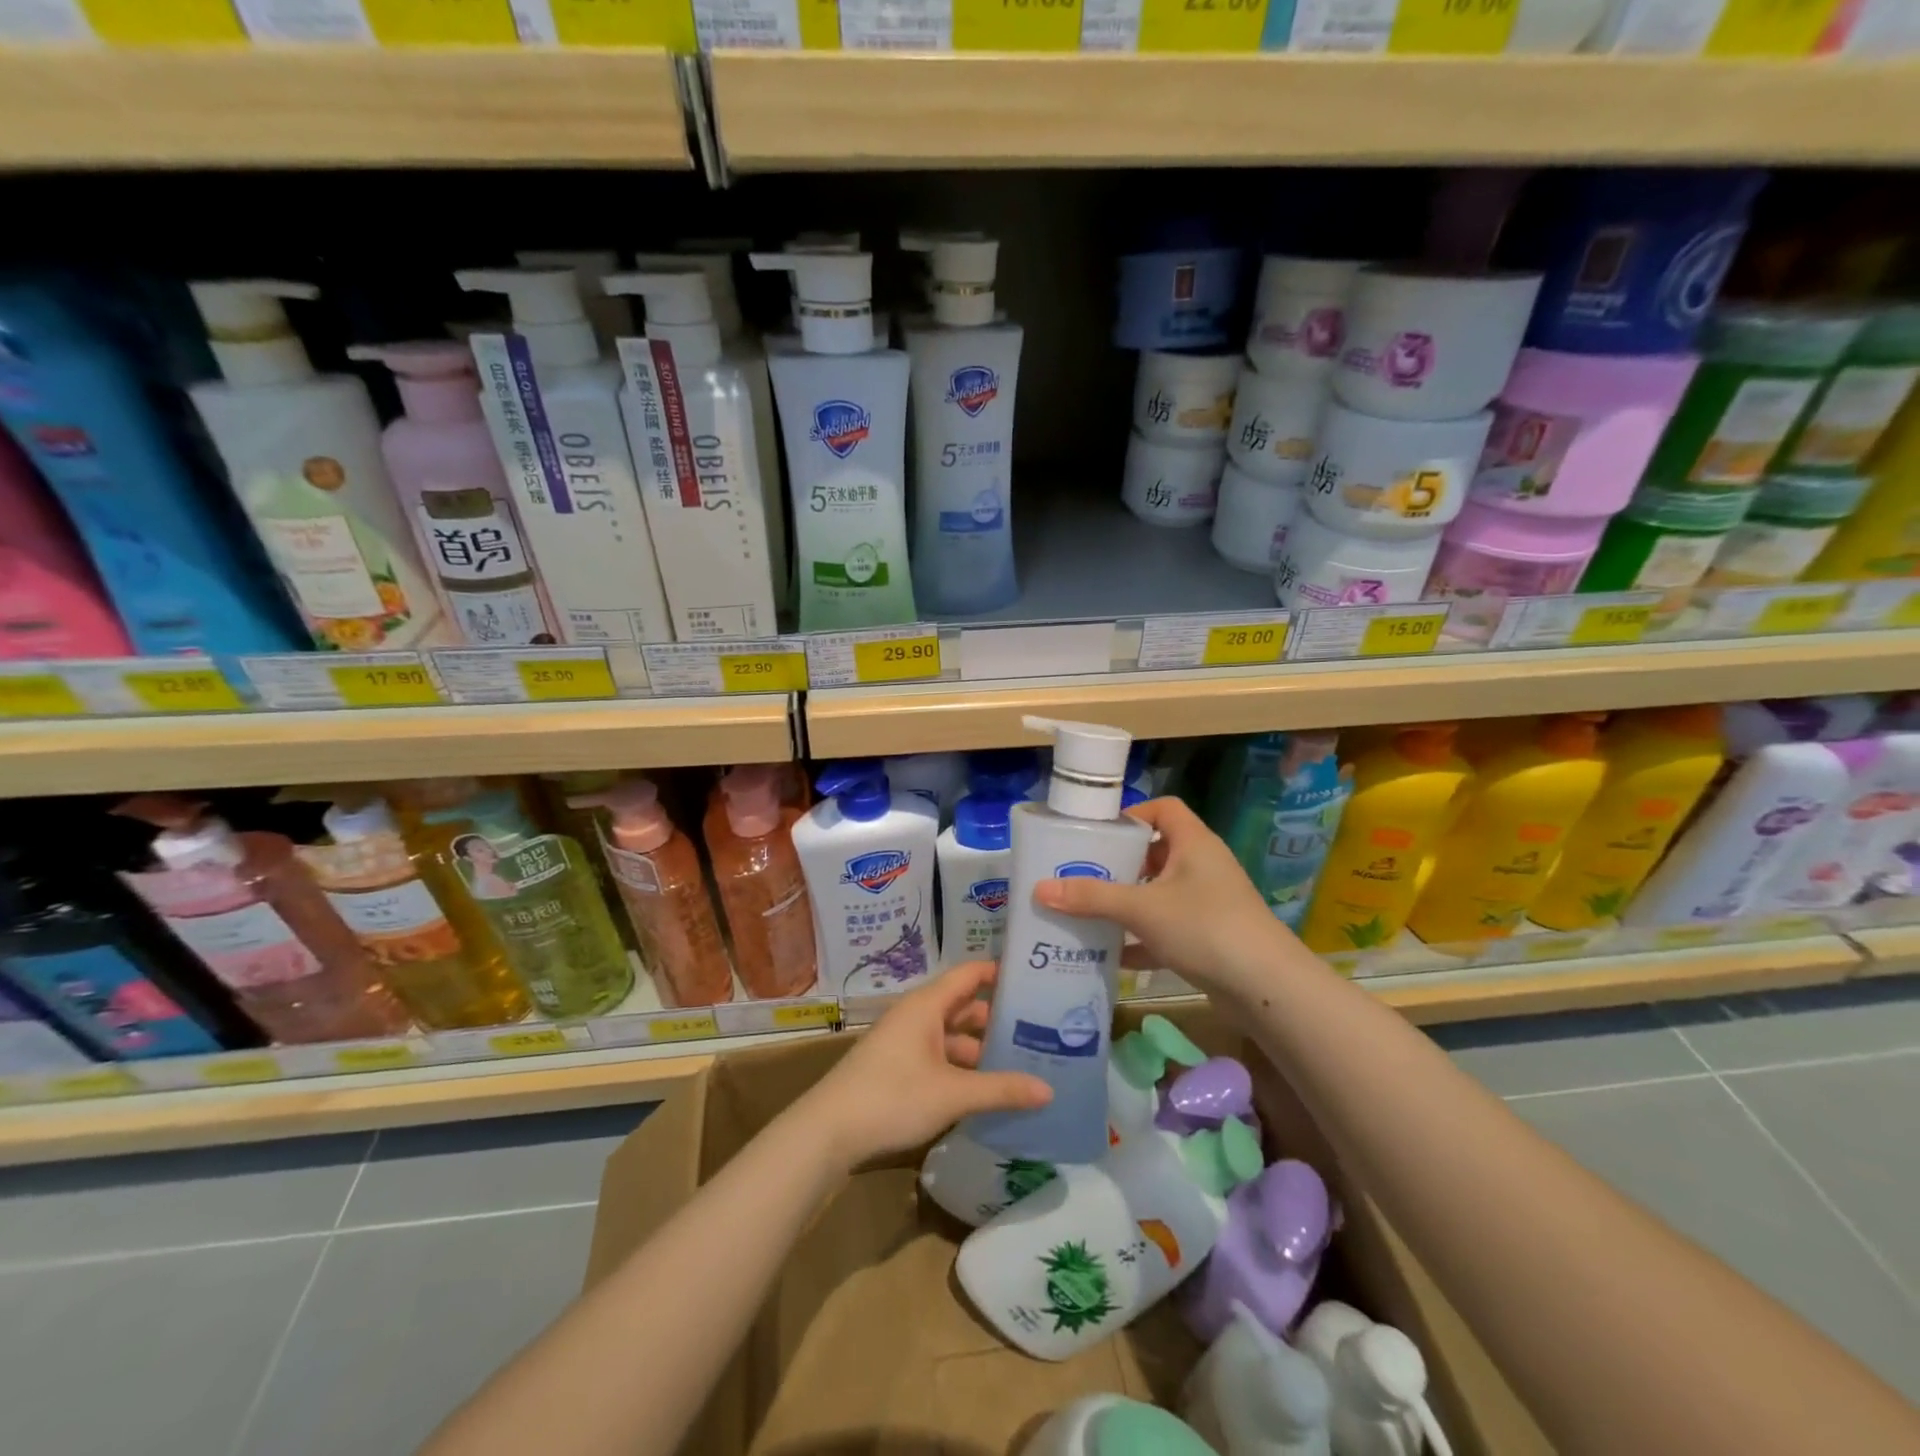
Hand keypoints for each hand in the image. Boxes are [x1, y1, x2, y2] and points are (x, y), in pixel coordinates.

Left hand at [803, 960, 1051, 1170]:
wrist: (829, 1131)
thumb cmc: (893, 1097)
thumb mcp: (953, 1094)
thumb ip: (1001, 1090)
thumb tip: (1048, 1090)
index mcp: (927, 1005)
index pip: (970, 974)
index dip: (999, 973)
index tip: (1034, 979)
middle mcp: (915, 1015)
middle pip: (962, 1006)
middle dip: (996, 1017)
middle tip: (1038, 1028)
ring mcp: (903, 1041)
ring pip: (950, 1035)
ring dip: (978, 1047)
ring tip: (1017, 1062)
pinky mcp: (896, 1067)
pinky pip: (937, 1055)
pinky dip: (960, 1066)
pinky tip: (982, 1089)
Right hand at [1034, 796, 1285, 997]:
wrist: (1267, 987)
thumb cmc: (1204, 927)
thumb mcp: (1141, 909)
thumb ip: (1091, 898)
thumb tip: (1039, 889)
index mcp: (1193, 843)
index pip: (1164, 809)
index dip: (1132, 814)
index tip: (1099, 833)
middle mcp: (1203, 866)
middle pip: (1156, 852)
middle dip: (1120, 864)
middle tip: (1082, 874)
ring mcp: (1209, 903)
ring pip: (1160, 893)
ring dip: (1128, 903)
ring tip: (1088, 911)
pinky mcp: (1210, 937)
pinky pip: (1168, 929)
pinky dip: (1142, 939)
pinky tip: (1112, 955)